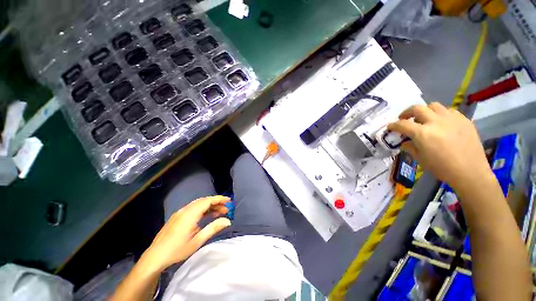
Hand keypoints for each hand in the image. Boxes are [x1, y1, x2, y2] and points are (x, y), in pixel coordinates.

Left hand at [140, 196, 230, 272]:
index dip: (219, 199)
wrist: (155, 257)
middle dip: (216, 202)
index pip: (207, 201)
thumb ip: (213, 228)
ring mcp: (180, 213)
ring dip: (210, 206)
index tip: (229, 200)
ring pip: (198, 204)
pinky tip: (208, 215)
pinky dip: (203, 209)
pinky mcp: (178, 216)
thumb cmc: (177, 250)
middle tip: (226, 209)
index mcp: (190, 214)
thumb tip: (228, 221)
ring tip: (220, 212)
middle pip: (204, 201)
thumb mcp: (197, 241)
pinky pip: (193, 208)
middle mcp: (185, 210)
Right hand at [388, 102, 490, 188]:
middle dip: (407, 112)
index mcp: (422, 133)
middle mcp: (435, 122)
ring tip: (424, 119)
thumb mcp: (420, 159)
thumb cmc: (442, 168)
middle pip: (417, 108)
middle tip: (404, 118)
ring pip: (434, 106)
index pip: (402, 124)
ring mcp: (451, 119)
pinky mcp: (464, 120)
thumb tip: (405, 142)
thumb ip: (410, 147)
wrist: (470, 172)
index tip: (390, 127)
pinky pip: (449, 111)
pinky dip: (441, 114)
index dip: (393, 125)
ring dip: (425, 111)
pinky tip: (441, 123)